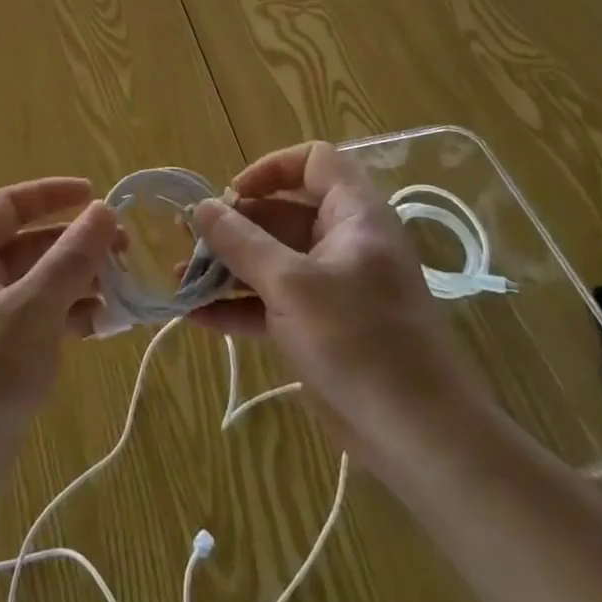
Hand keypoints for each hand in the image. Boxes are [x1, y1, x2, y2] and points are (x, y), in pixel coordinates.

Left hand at [0, 178, 118, 485]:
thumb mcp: (33, 308)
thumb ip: (71, 258)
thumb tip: (104, 210)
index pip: (9, 205)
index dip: (52, 195)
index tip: (98, 196)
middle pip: (28, 245)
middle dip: (76, 246)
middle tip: (126, 250)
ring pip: (37, 285)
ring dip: (78, 283)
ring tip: (124, 291)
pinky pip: (37, 320)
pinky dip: (68, 317)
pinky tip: (104, 326)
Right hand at [189, 143, 494, 478]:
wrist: (421, 439)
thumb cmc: (359, 342)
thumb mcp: (291, 285)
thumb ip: (242, 242)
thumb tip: (201, 206)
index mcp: (354, 216)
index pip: (315, 162)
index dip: (271, 169)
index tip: (232, 195)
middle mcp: (343, 243)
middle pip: (282, 214)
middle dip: (233, 226)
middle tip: (187, 240)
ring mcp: (333, 287)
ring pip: (273, 260)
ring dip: (228, 267)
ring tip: (180, 279)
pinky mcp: (322, 327)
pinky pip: (274, 301)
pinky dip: (240, 305)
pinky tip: (197, 316)